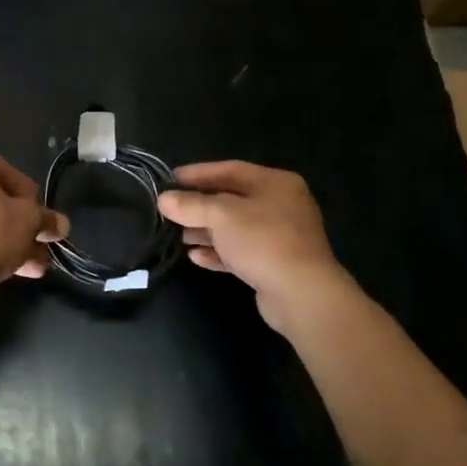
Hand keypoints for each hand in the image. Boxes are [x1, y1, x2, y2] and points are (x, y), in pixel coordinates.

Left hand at [0, 155, 68, 285]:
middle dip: (21, 224)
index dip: (29, 192)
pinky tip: (13, 271)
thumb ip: (47, 219)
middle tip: (39, 242)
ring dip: (10, 242)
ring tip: (34, 265)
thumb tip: (62, 224)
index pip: (6, 170)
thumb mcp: (30, 221)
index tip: (41, 213)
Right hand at [157, 162, 353, 332]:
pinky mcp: (275, 264)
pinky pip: (241, 252)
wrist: (303, 295)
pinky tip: (196, 257)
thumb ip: (191, 205)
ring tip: (178, 236)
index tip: (171, 179)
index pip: (230, 169)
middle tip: (170, 210)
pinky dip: (219, 252)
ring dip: (206, 231)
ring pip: (235, 228)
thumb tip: (164, 199)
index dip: (198, 173)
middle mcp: (281, 205)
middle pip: (232, 199)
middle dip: (200, 206)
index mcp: (275, 183)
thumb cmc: (263, 241)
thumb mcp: (221, 216)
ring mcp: (281, 236)